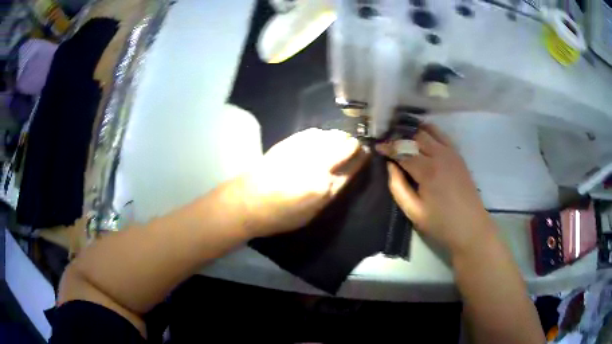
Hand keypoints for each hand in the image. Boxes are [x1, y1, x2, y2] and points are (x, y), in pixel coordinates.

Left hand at [239, 128, 368, 236]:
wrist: (248, 202)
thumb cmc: (280, 216)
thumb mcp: (312, 213)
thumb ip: (331, 192)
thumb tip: (343, 176)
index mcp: (324, 187)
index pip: (352, 167)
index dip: (361, 159)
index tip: (365, 154)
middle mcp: (317, 164)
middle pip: (345, 145)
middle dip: (353, 145)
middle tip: (353, 147)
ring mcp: (303, 150)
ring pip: (331, 135)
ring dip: (338, 138)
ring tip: (338, 142)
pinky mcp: (290, 142)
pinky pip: (314, 132)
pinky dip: (322, 135)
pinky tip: (321, 139)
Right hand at [377, 124, 493, 255]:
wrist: (471, 227)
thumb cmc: (441, 223)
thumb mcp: (413, 212)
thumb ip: (398, 187)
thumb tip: (390, 166)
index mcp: (427, 170)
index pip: (403, 150)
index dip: (388, 147)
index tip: (377, 147)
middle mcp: (440, 155)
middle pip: (415, 135)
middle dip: (400, 136)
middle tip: (389, 142)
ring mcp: (451, 153)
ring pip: (430, 130)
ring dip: (415, 131)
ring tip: (404, 138)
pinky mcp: (458, 155)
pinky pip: (442, 135)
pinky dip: (430, 132)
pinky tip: (423, 139)